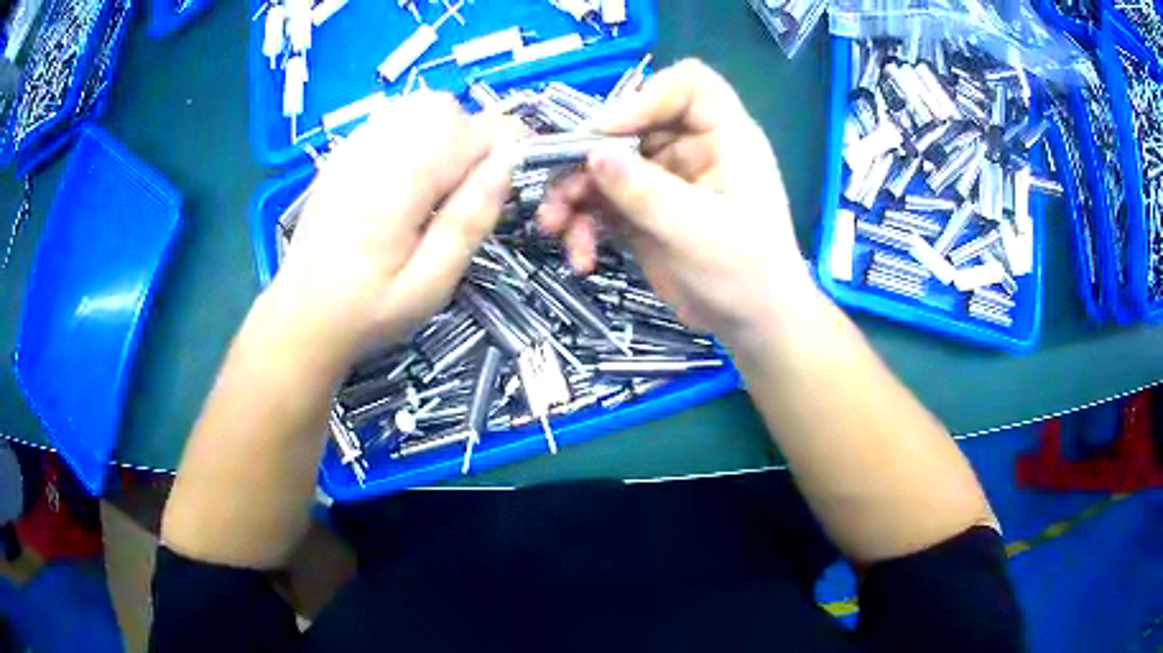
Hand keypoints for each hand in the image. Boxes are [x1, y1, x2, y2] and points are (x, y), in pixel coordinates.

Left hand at [270, 93, 513, 366]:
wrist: (301, 315)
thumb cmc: (368, 311)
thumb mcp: (429, 286)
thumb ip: (469, 221)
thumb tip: (507, 164)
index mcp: (398, 189)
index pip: (469, 131)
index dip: (502, 143)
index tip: (508, 172)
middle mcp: (373, 155)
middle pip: (442, 107)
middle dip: (469, 135)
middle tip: (463, 186)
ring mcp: (352, 150)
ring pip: (416, 105)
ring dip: (441, 131)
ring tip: (434, 180)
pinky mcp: (341, 154)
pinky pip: (389, 117)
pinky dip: (412, 132)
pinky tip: (404, 175)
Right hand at [538, 60, 813, 343]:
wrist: (752, 326)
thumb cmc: (746, 274)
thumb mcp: (698, 231)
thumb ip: (645, 191)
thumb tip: (593, 154)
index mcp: (725, 137)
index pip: (688, 85)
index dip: (646, 97)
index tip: (609, 132)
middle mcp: (692, 149)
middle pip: (632, 124)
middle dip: (590, 154)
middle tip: (559, 184)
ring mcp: (665, 180)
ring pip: (607, 164)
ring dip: (574, 192)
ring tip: (553, 225)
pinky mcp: (644, 211)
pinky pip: (603, 203)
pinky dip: (584, 225)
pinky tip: (580, 256)